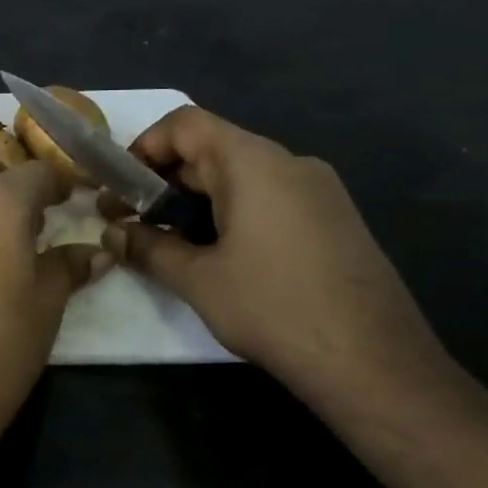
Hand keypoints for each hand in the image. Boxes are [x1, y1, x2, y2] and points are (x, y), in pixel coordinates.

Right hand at [99, 106, 447, 399]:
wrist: (376, 364)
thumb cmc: (273, 308)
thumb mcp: (196, 279)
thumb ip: (147, 247)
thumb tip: (112, 232)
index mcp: (252, 163)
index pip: (186, 123)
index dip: (144, 146)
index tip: (120, 186)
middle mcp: (289, 162)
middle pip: (212, 148)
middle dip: (164, 180)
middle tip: (131, 220)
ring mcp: (318, 190)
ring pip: (240, 176)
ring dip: (195, 200)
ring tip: (169, 242)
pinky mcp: (334, 219)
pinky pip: (269, 197)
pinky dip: (231, 213)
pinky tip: (220, 256)